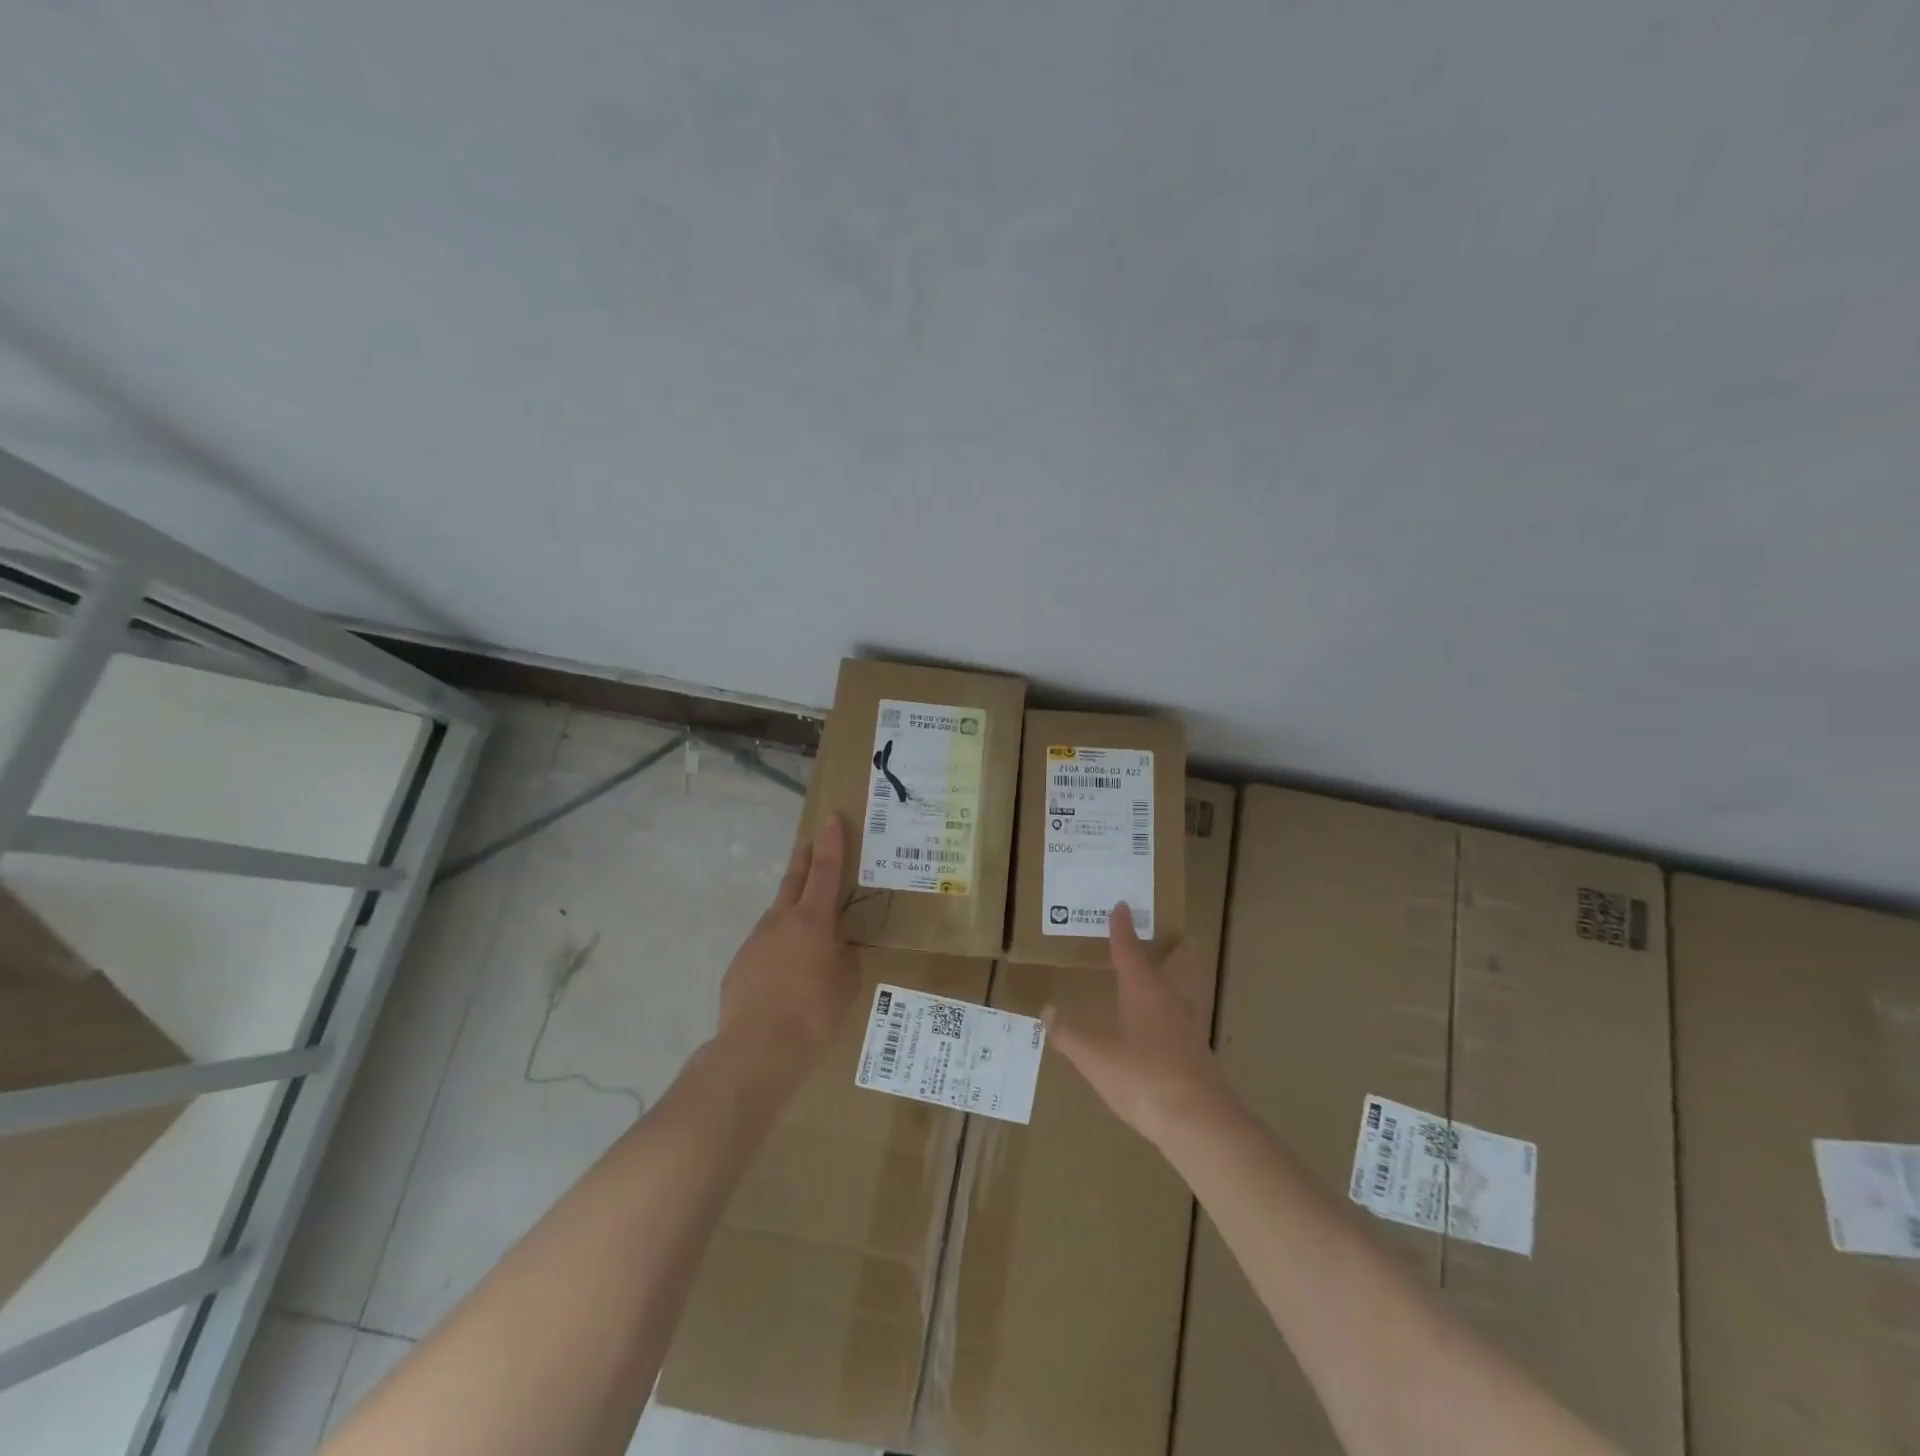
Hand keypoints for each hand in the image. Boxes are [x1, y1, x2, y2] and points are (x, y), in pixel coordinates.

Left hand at [716, 813, 858, 1084]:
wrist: (756, 1049)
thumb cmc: (813, 1014)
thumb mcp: (846, 984)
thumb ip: (844, 958)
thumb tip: (838, 951)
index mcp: (813, 920)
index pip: (826, 871)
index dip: (831, 843)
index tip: (830, 818)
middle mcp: (781, 921)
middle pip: (795, 879)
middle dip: (805, 858)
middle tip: (812, 842)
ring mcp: (756, 941)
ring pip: (778, 914)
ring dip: (793, 907)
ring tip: (808, 921)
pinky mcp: (740, 964)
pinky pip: (766, 945)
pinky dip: (779, 945)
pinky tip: (787, 970)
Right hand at [1045, 903, 1232, 1144]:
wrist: (1197, 1121)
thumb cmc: (1141, 1077)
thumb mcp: (1094, 1057)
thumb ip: (1069, 1034)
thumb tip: (1047, 1010)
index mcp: (1143, 990)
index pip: (1130, 951)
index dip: (1123, 929)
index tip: (1122, 907)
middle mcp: (1170, 1001)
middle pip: (1176, 966)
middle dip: (1175, 950)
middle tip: (1177, 936)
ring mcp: (1189, 1028)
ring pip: (1185, 993)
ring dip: (1179, 980)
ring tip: (1168, 978)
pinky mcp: (1198, 1055)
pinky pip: (1185, 1021)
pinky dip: (1175, 1013)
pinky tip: (1167, 1029)